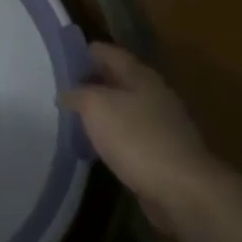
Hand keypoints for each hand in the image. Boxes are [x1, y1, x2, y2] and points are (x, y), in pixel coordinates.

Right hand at [60, 43, 209, 221]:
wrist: (182, 189)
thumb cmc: (136, 138)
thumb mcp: (96, 106)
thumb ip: (77, 94)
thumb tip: (67, 93)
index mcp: (139, 75)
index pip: (107, 52)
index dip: (83, 53)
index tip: (59, 60)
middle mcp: (153, 93)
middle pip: (116, 79)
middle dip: (90, 83)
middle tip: (60, 91)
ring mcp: (161, 124)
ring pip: (123, 108)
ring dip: (101, 112)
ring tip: (73, 119)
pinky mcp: (163, 152)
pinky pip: (130, 135)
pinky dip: (112, 136)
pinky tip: (96, 147)